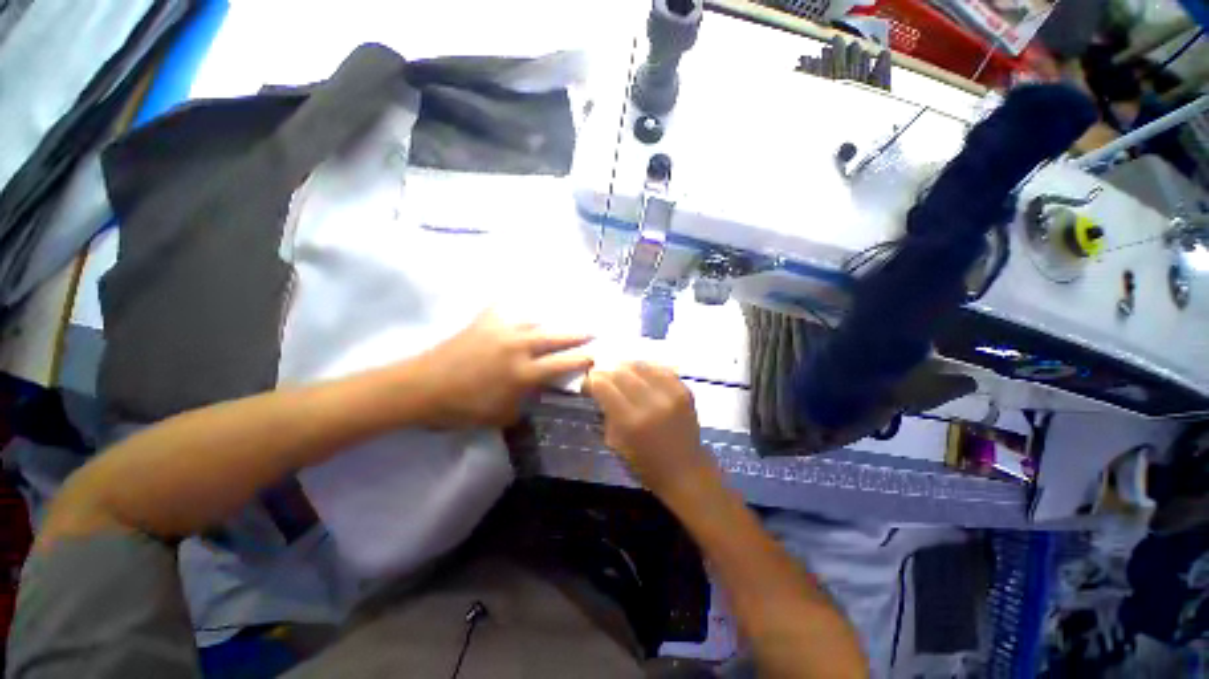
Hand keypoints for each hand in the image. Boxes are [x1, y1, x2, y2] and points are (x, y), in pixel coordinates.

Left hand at [417, 310, 592, 426]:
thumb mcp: (499, 416)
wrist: (422, 387)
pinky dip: (518, 304)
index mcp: (523, 373)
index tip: (596, 355)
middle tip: (593, 329)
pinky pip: (507, 307)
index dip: (582, 359)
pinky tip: (525, 301)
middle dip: (577, 333)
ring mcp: (501, 330)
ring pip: (536, 318)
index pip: (562, 363)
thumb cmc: (461, 407)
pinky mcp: (484, 321)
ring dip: (553, 318)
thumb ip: (524, 404)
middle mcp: (518, 347)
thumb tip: (536, 395)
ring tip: (566, 314)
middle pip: (556, 336)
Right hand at [584, 362, 717, 499]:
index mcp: (630, 422)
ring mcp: (670, 394)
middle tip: (601, 379)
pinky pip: (661, 369)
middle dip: (605, 373)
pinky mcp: (684, 391)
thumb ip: (607, 414)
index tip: (587, 386)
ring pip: (640, 366)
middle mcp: (651, 403)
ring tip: (620, 374)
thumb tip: (600, 391)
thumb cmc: (645, 464)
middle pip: (620, 372)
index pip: (603, 386)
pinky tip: (641, 375)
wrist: (685, 471)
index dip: (590, 382)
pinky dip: (647, 369)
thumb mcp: (616, 444)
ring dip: (625, 368)